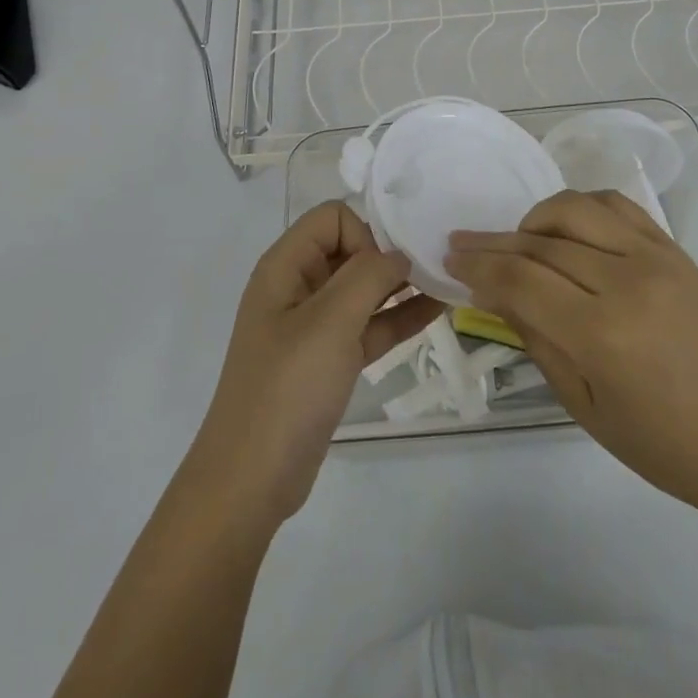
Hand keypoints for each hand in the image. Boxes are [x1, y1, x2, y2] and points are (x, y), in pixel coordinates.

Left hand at [189, 201, 441, 526]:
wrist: (251, 479)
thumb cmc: (287, 388)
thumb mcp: (330, 322)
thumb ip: (368, 276)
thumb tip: (398, 253)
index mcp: (285, 266)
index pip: (332, 218)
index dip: (364, 234)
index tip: (386, 270)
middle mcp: (297, 287)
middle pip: (349, 249)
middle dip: (388, 256)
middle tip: (432, 269)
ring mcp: (313, 325)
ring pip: (362, 289)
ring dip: (399, 286)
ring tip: (445, 283)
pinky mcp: (328, 360)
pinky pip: (367, 325)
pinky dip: (397, 317)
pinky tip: (435, 312)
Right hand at [444, 189, 697, 517]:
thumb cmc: (662, 443)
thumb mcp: (583, 405)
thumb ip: (536, 340)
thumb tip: (495, 294)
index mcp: (602, 333)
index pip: (520, 280)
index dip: (478, 266)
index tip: (450, 259)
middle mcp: (626, 280)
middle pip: (540, 243)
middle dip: (493, 243)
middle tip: (463, 243)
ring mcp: (654, 256)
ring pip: (575, 208)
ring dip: (535, 219)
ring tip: (520, 240)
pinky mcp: (672, 247)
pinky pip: (616, 205)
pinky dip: (581, 206)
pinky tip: (567, 226)